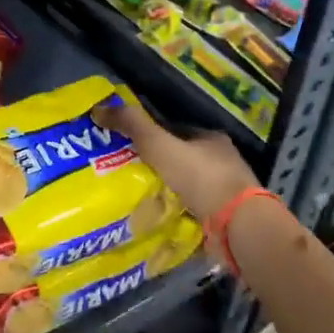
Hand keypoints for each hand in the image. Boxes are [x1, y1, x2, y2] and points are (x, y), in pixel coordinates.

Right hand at [95, 97, 257, 227]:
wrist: (236, 224)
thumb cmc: (201, 177)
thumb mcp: (161, 145)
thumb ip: (132, 126)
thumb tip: (98, 108)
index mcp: (212, 139)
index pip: (176, 132)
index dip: (152, 136)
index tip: (126, 145)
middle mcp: (221, 163)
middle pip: (181, 160)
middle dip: (157, 166)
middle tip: (125, 173)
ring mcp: (224, 192)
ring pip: (186, 188)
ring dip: (165, 192)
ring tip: (135, 198)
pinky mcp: (223, 218)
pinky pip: (191, 211)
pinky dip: (174, 213)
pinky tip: (154, 218)